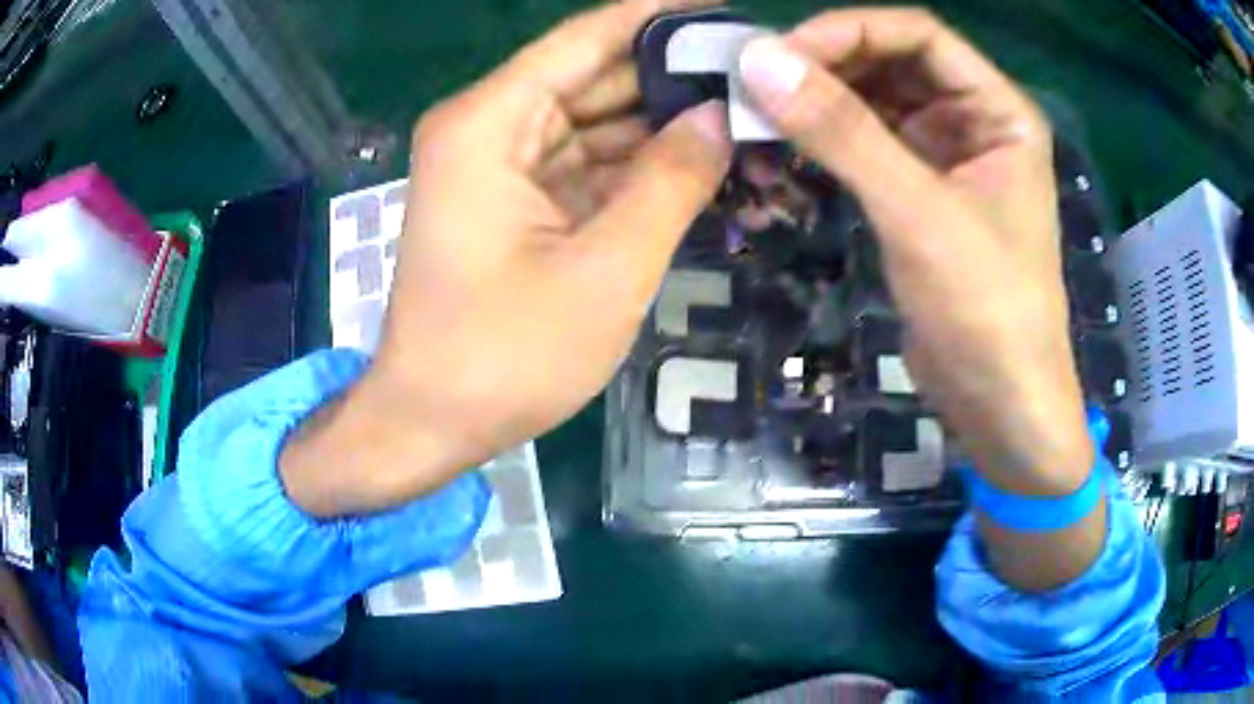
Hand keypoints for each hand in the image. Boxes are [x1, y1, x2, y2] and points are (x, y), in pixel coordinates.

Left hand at [282, 0, 730, 516]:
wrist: (432, 421)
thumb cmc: (505, 357)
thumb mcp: (607, 270)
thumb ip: (671, 181)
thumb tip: (721, 115)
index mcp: (491, 121)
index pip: (589, 38)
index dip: (662, 18)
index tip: (729, 13)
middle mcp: (489, 126)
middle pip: (595, 76)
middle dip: (674, 75)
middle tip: (757, 76)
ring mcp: (499, 163)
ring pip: (596, 121)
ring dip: (663, 123)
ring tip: (746, 115)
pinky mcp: (513, 199)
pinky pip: (585, 162)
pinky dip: (637, 166)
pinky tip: (700, 162)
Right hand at [737, 9, 1100, 589]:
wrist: (1000, 405)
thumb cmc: (986, 312)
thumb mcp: (918, 214)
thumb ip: (841, 132)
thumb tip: (757, 60)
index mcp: (999, 110)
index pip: (918, 34)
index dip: (849, 31)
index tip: (780, 55)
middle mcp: (976, 121)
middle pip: (894, 62)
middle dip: (829, 64)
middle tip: (759, 83)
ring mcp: (949, 158)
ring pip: (878, 102)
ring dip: (823, 102)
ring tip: (762, 113)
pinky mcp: (924, 194)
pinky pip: (871, 145)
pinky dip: (830, 141)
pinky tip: (789, 147)